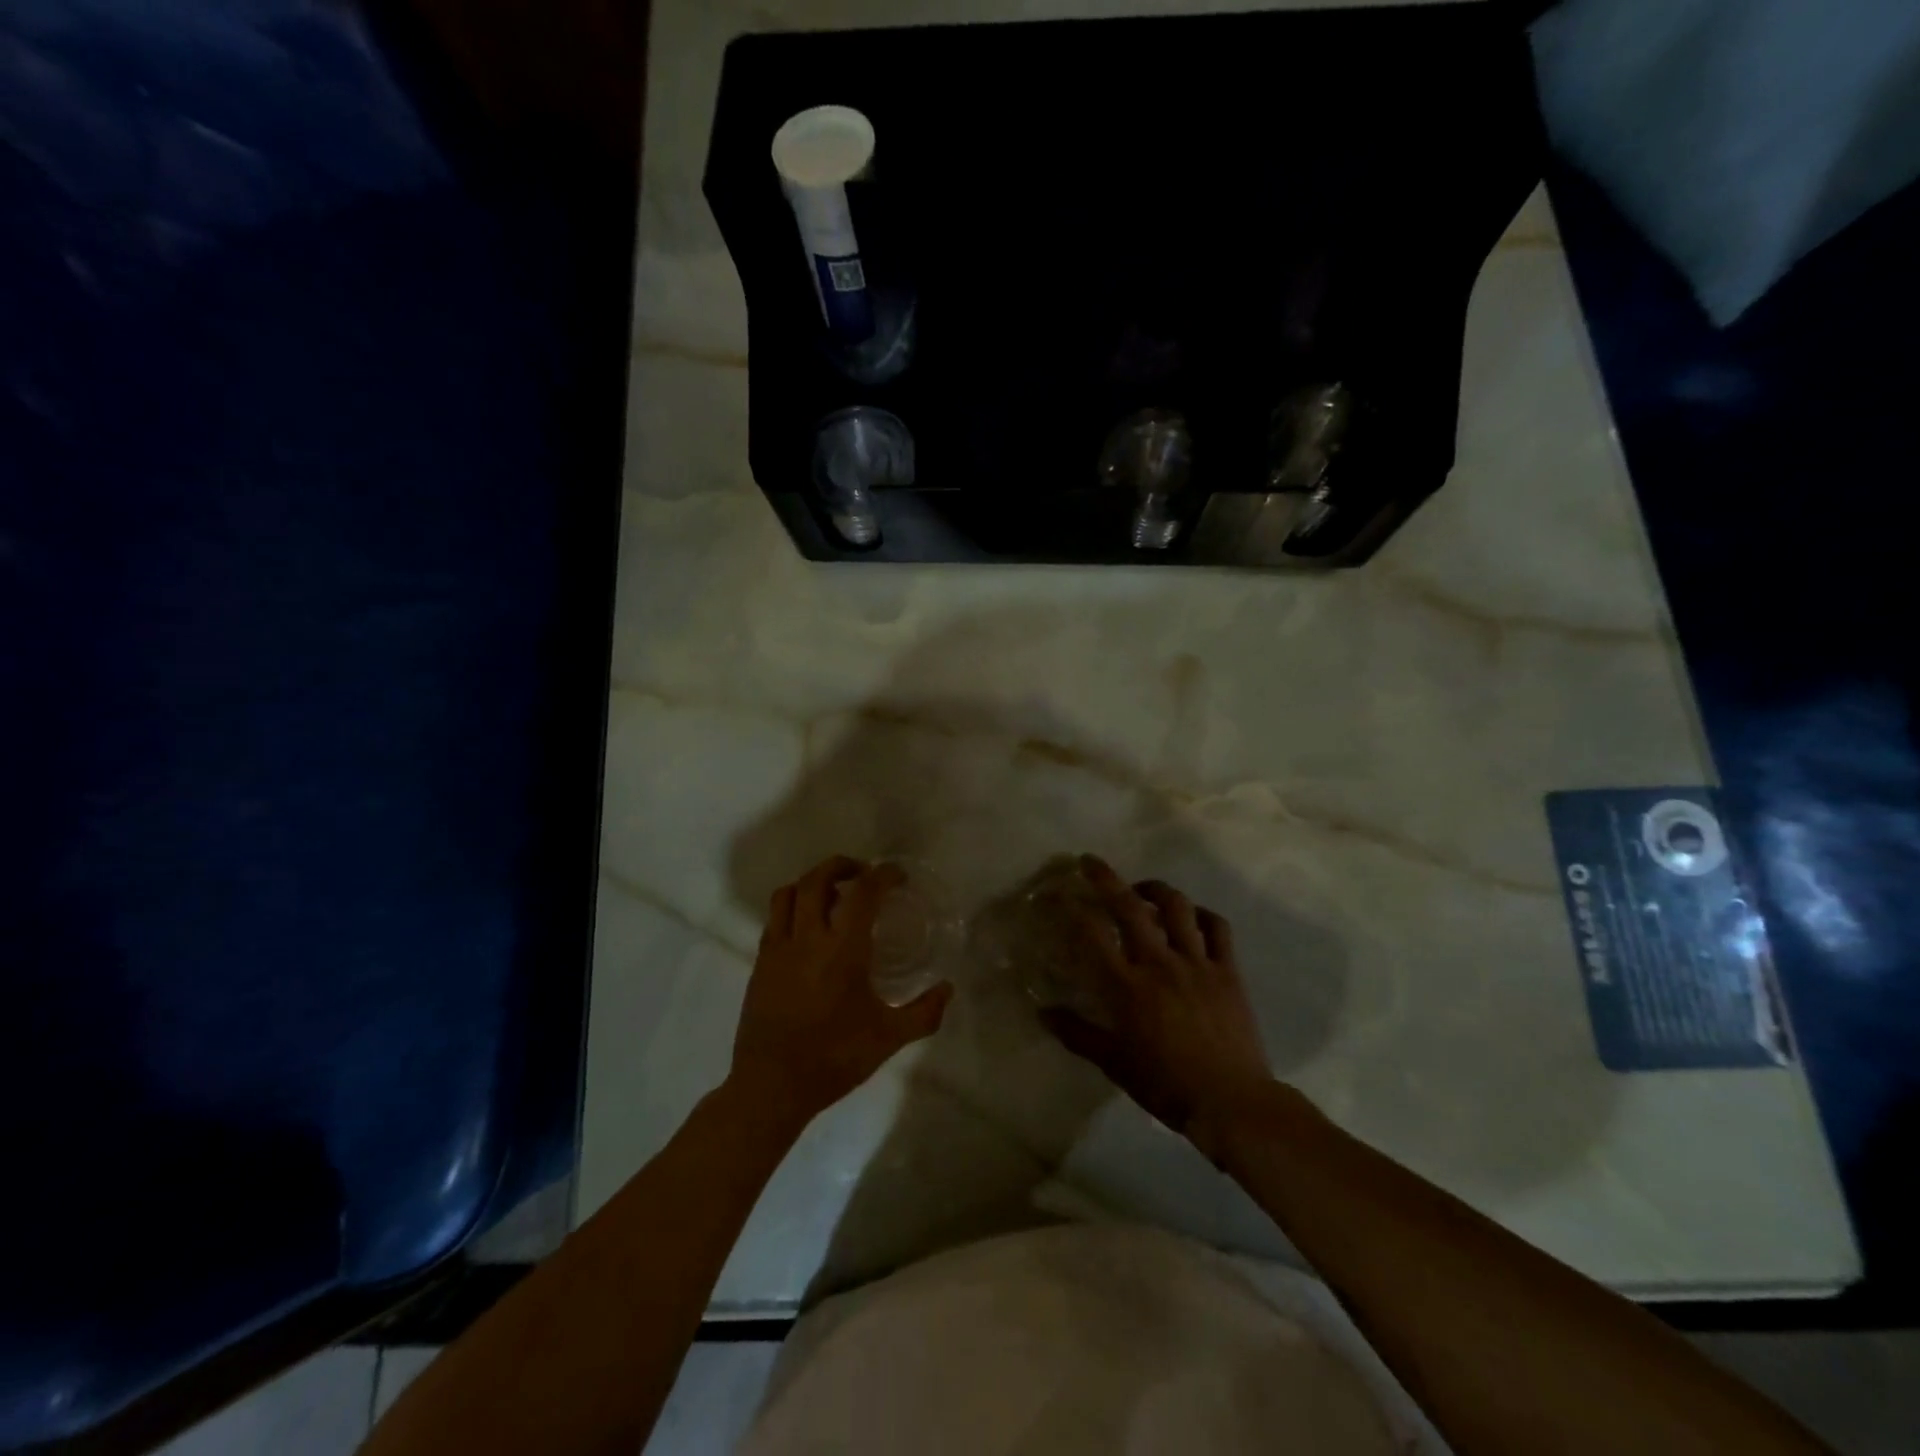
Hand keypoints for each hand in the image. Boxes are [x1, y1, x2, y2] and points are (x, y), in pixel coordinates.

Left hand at [728, 855, 951, 1126]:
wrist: (772, 1086)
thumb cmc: (834, 1059)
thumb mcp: (889, 1038)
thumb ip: (924, 1012)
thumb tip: (948, 989)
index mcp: (843, 950)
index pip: (862, 893)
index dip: (882, 875)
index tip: (896, 875)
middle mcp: (807, 939)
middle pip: (817, 879)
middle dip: (841, 866)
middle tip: (862, 872)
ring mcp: (778, 949)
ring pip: (788, 893)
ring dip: (811, 881)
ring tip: (830, 892)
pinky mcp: (760, 963)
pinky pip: (774, 918)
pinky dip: (792, 907)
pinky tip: (807, 927)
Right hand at [1041, 855, 1275, 1159]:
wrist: (1232, 1103)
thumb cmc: (1166, 1085)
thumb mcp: (1114, 1063)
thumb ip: (1077, 1034)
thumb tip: (1043, 1013)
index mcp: (1128, 987)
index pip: (1093, 934)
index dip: (1073, 908)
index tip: (1059, 893)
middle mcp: (1160, 964)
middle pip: (1130, 907)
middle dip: (1106, 878)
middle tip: (1090, 861)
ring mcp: (1197, 964)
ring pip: (1177, 908)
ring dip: (1156, 889)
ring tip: (1142, 888)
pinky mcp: (1228, 971)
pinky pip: (1218, 928)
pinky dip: (1202, 914)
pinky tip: (1192, 915)